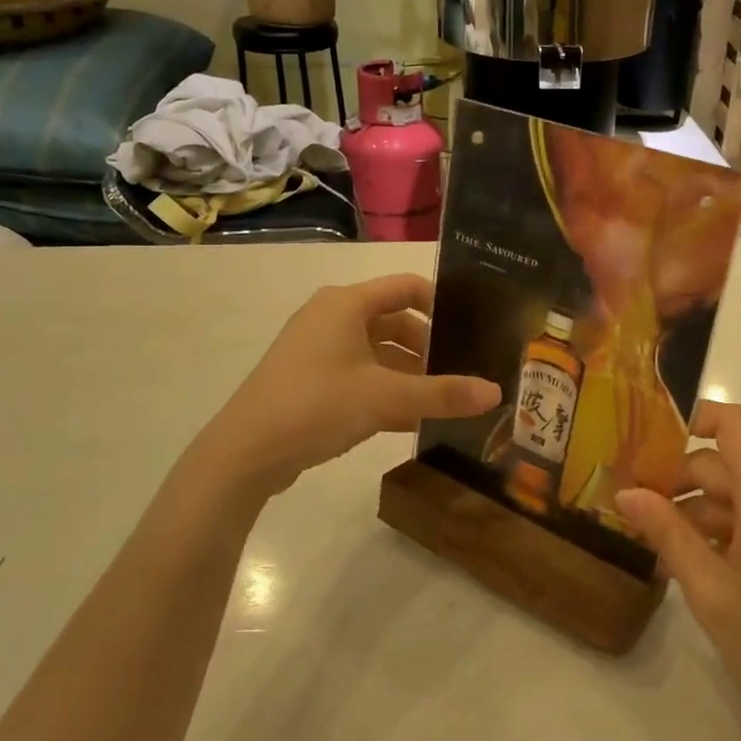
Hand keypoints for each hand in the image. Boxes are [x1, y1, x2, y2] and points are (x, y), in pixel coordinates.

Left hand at [192, 274, 499, 496]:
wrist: (245, 453)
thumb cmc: (317, 405)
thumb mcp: (386, 398)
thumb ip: (443, 394)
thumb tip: (496, 393)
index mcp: (346, 304)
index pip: (406, 287)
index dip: (441, 303)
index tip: (471, 328)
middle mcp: (331, 318)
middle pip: (394, 322)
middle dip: (428, 347)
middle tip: (461, 371)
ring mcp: (318, 351)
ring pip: (377, 353)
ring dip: (409, 373)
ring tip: (443, 399)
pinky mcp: (310, 381)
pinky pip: (360, 376)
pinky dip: (386, 391)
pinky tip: (413, 421)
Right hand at [616, 403, 740, 740]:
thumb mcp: (710, 592)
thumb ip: (667, 533)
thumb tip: (626, 493)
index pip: (734, 424)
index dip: (692, 419)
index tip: (646, 445)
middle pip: (728, 464)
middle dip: (679, 482)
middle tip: (633, 513)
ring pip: (739, 493)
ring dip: (697, 512)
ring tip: (655, 548)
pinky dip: (723, 530)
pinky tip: (691, 562)